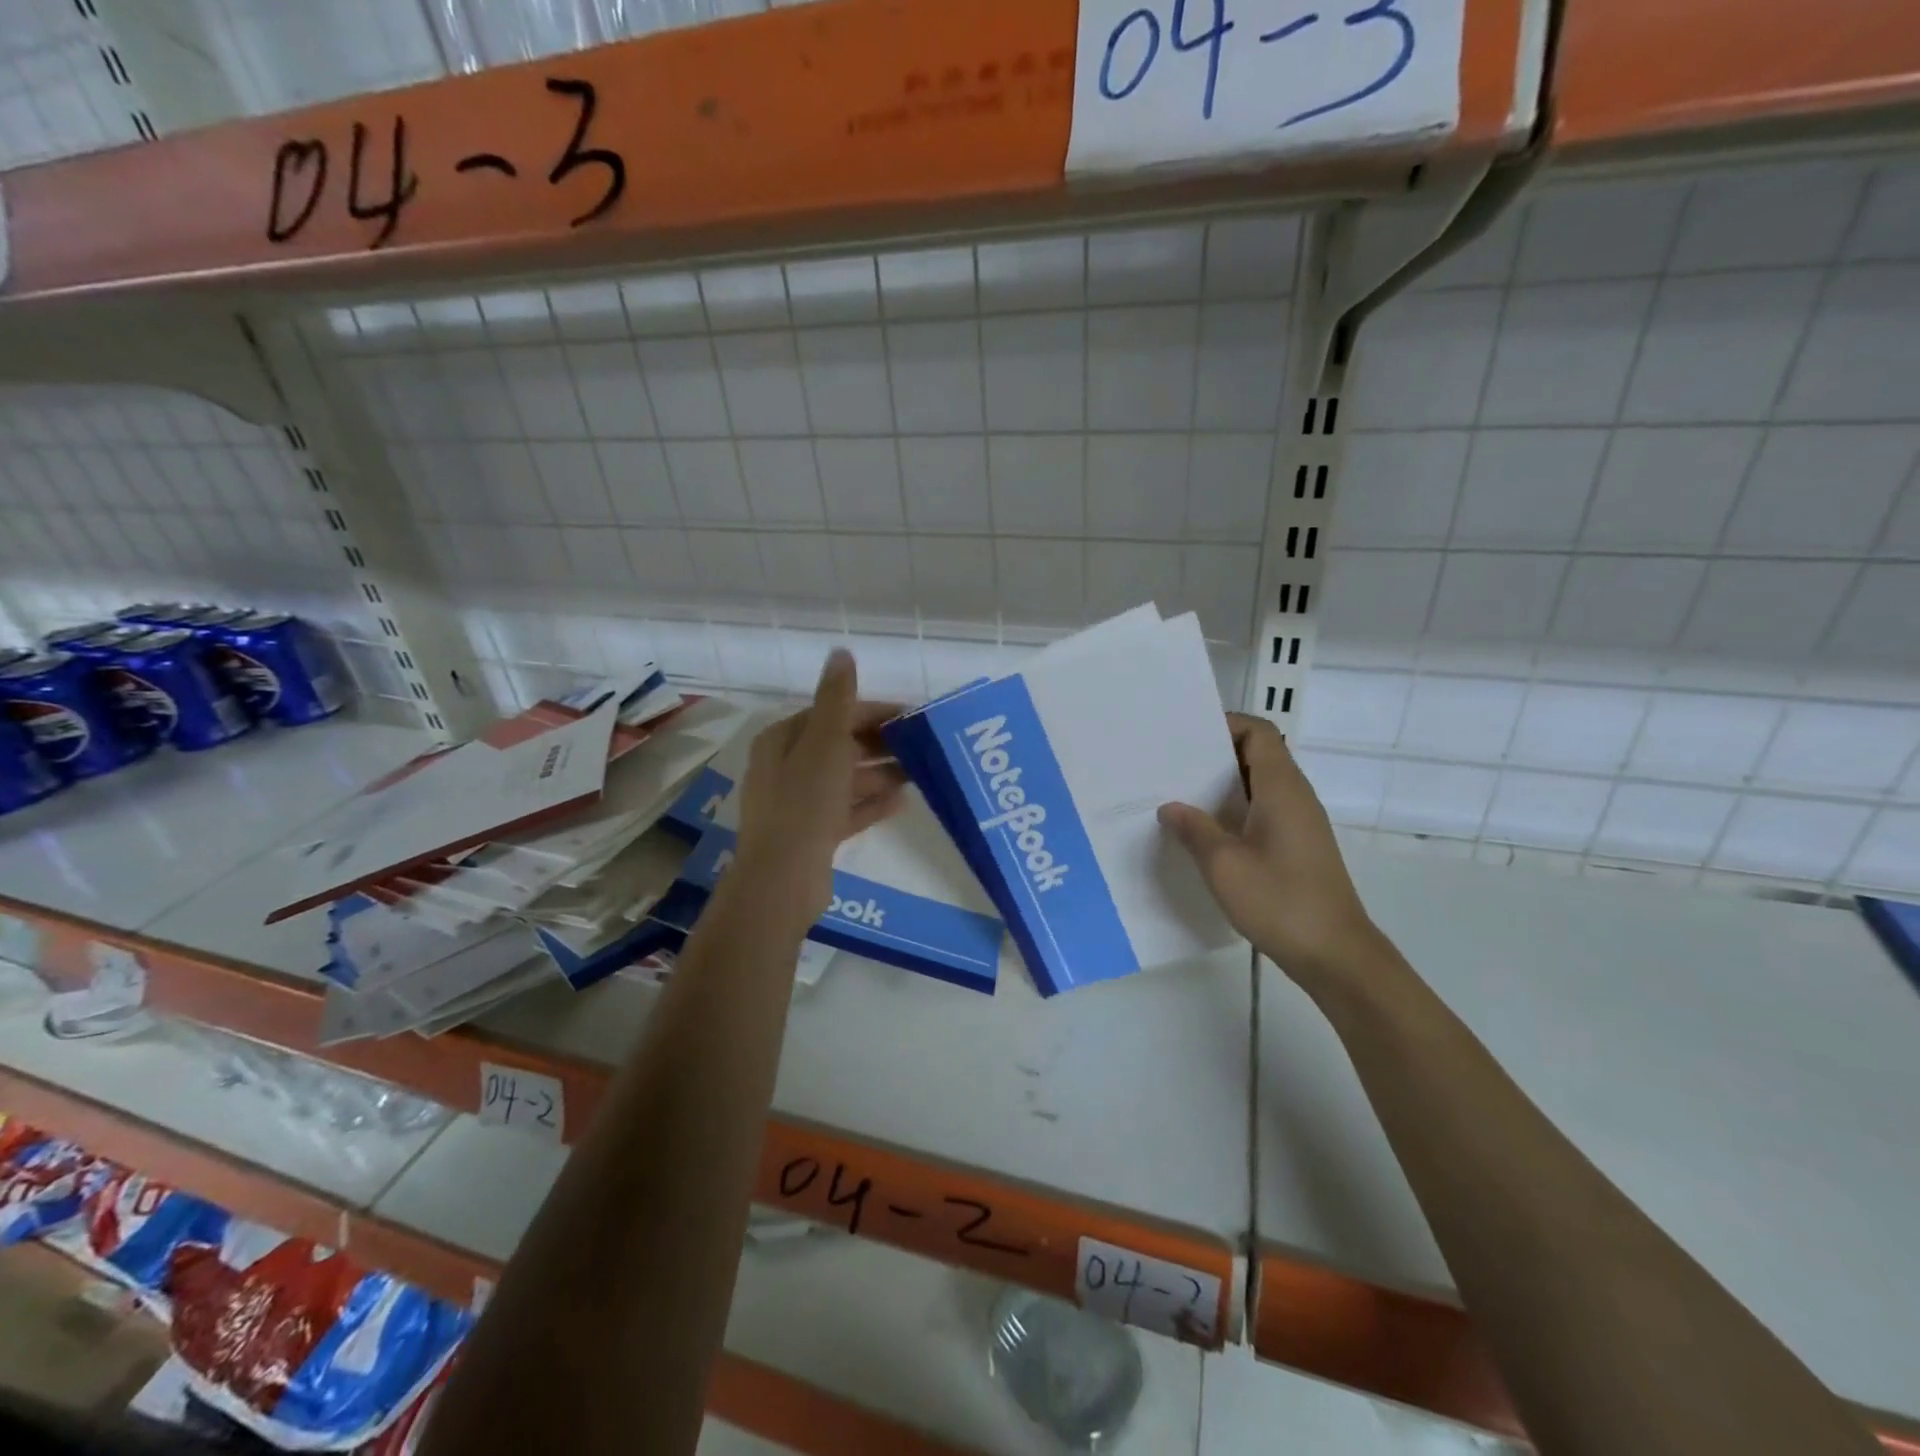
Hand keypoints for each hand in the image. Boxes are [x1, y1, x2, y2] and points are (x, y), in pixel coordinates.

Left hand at [730, 649, 905, 930]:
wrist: (782, 880)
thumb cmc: (804, 802)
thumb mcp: (825, 743)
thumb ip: (837, 699)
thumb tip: (841, 653)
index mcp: (783, 740)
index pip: (832, 714)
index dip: (872, 712)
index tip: (912, 717)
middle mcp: (786, 767)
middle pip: (839, 746)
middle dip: (879, 744)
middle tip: (921, 746)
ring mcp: (798, 803)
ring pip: (845, 779)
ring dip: (879, 773)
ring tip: (919, 773)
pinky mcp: (811, 834)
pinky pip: (846, 810)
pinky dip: (871, 803)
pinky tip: (902, 802)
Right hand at [1158, 713, 1382, 982]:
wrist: (1335, 954)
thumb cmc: (1280, 900)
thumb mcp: (1223, 865)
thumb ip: (1194, 829)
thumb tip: (1170, 807)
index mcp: (1281, 788)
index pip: (1259, 732)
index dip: (1226, 724)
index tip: (1186, 736)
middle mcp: (1295, 796)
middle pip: (1258, 755)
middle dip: (1215, 755)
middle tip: (1172, 765)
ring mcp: (1300, 822)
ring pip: (1259, 785)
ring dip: (1223, 786)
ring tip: (1180, 795)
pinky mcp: (1299, 846)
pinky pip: (1264, 810)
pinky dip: (1235, 810)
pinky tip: (1206, 832)